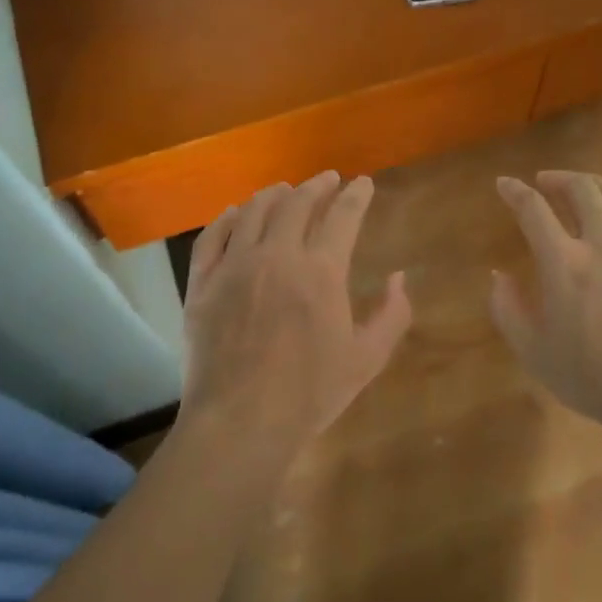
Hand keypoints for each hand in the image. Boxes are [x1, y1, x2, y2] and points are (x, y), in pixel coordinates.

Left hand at [179, 171, 411, 462]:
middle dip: (316, 186)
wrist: (240, 422)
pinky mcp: (202, 283)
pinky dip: (226, 218)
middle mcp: (276, 255)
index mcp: (320, 271)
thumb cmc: (310, 393)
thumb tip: (399, 277)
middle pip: (296, 203)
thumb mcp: (367, 359)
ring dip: (273, 195)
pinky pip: (212, 237)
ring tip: (284, 190)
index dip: (356, 195)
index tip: (363, 183)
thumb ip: (392, 315)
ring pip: (253, 212)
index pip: (343, 215)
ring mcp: (234, 266)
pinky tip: (234, 213)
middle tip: (327, 180)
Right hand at [490, 171, 601, 427]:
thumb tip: (498, 275)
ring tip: (585, 189)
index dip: (514, 191)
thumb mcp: (533, 351)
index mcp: (564, 264)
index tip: (504, 184)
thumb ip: (507, 309)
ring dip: (597, 185)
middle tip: (545, 182)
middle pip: (582, 190)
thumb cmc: (591, 379)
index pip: (533, 210)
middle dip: (558, 178)